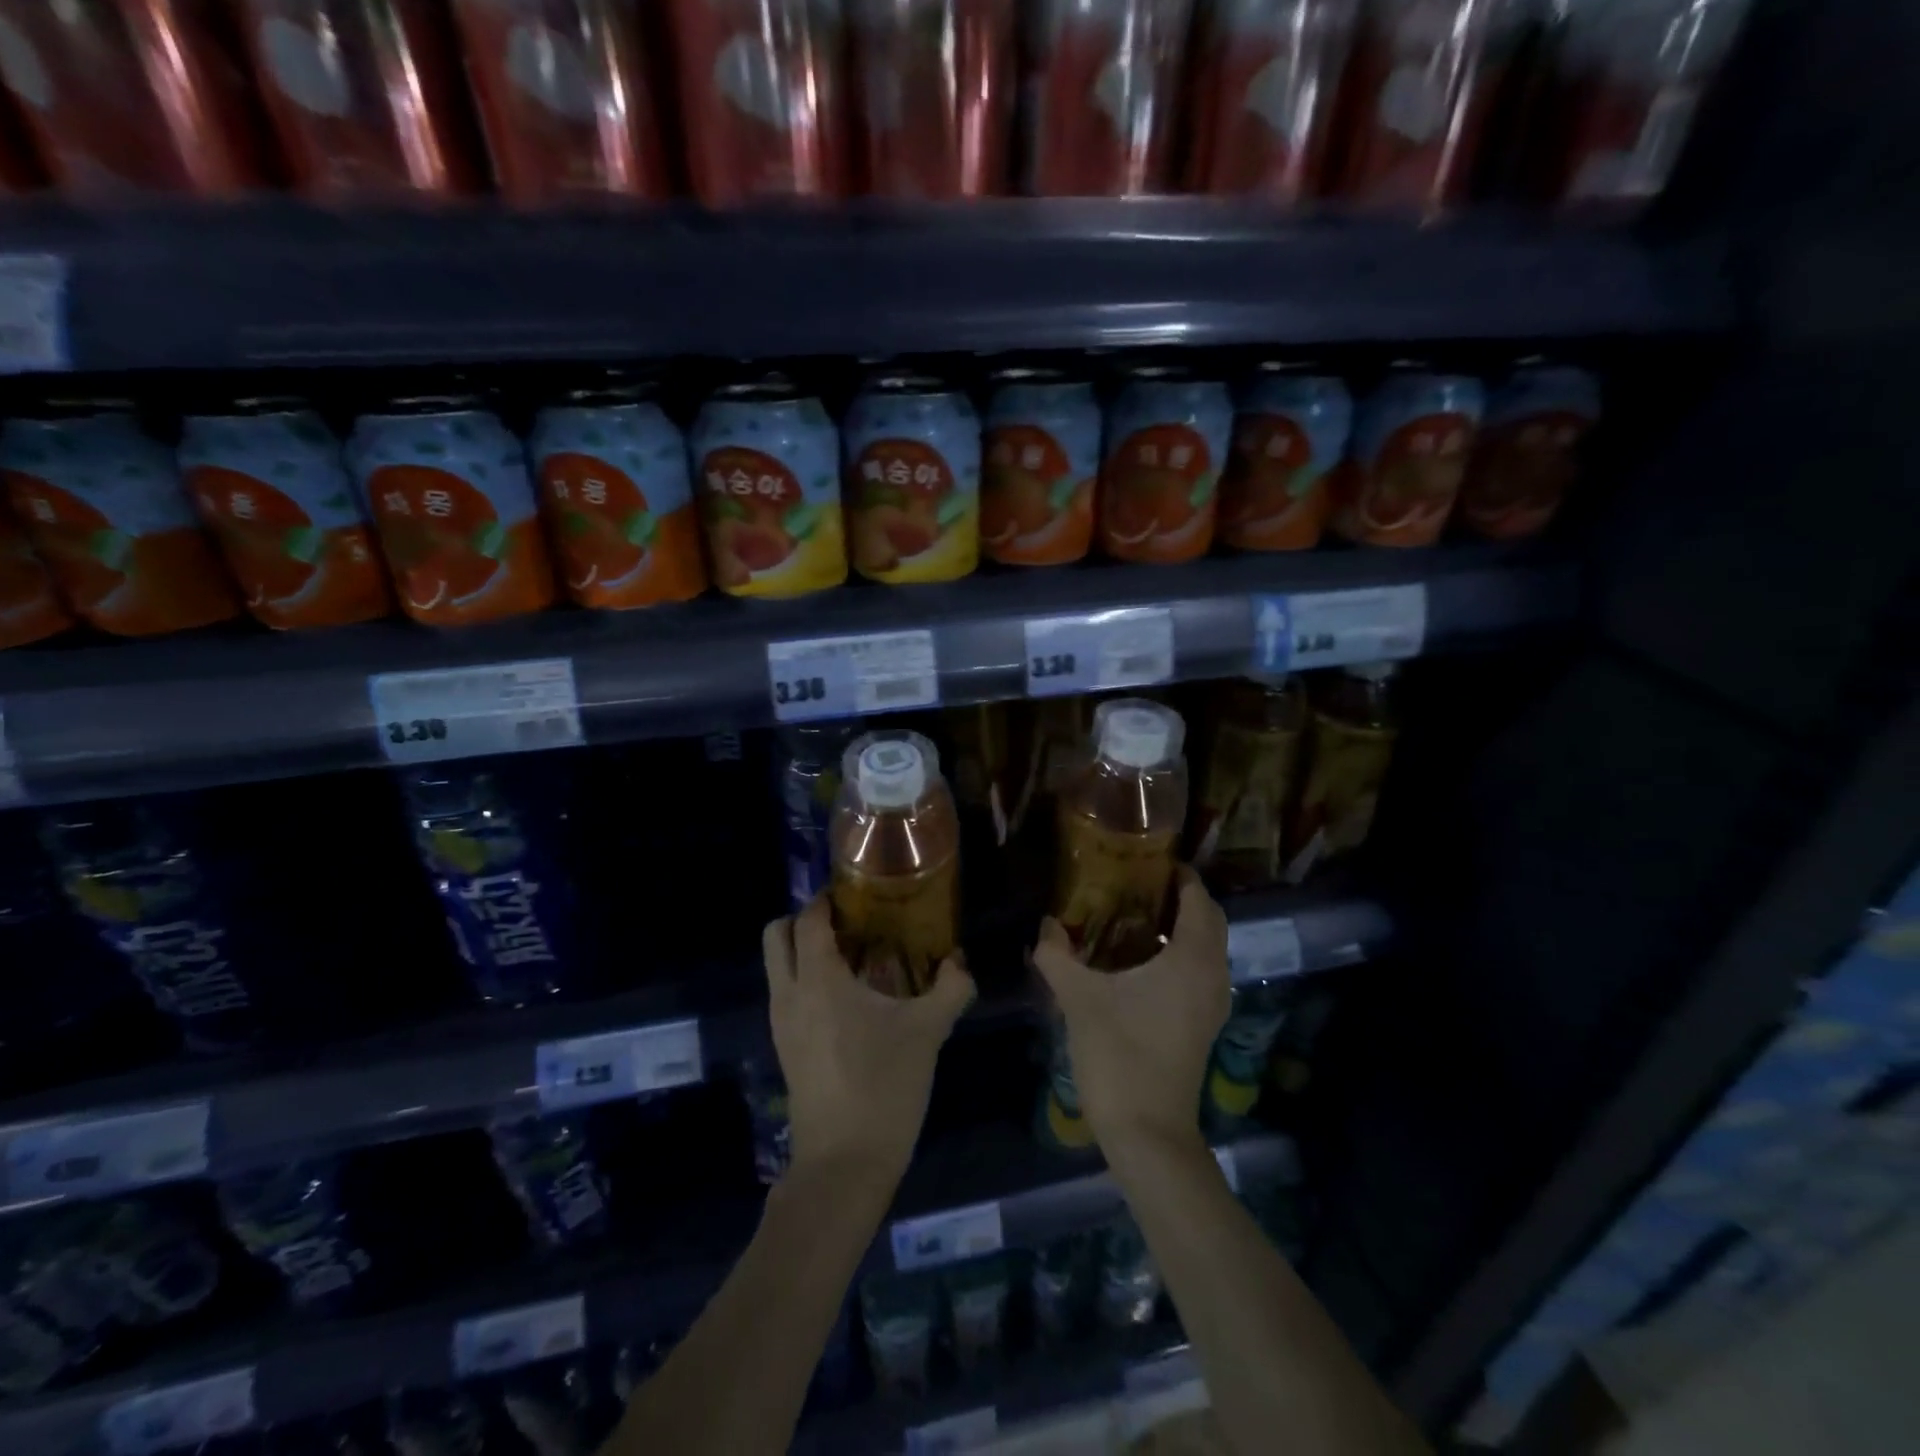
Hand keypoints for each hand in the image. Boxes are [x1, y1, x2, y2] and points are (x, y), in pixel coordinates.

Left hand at [763, 897, 974, 1183]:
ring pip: (776, 965)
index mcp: (819, 981)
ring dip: (804, 949)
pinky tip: (848, 997)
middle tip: (847, 922)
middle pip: (776, 934)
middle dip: (804, 918)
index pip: (808, 919)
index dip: (827, 899)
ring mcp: (782, 1022)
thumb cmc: (884, 1086)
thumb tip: (961, 962)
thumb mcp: (927, 1032)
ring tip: (854, 957)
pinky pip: (785, 992)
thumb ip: (950, 989)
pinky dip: (805, 978)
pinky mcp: (785, 1046)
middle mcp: (790, 994)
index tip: (857, 893)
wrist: (844, 1164)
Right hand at [1032, 867, 1230, 1159]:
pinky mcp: (1204, 1024)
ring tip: (1135, 914)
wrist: (1148, 1133)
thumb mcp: (1079, 999)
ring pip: (1207, 948)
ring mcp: (1212, 1003)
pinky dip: (1181, 953)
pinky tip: (1140, 960)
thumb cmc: (1119, 1056)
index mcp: (1192, 960)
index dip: (1179, 875)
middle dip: (1180, 897)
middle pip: (1209, 920)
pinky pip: (1200, 971)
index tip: (1147, 859)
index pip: (1199, 900)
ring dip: (1182, 926)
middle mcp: (1213, 975)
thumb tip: (1045, 924)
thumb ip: (1057, 955)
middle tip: (1137, 883)